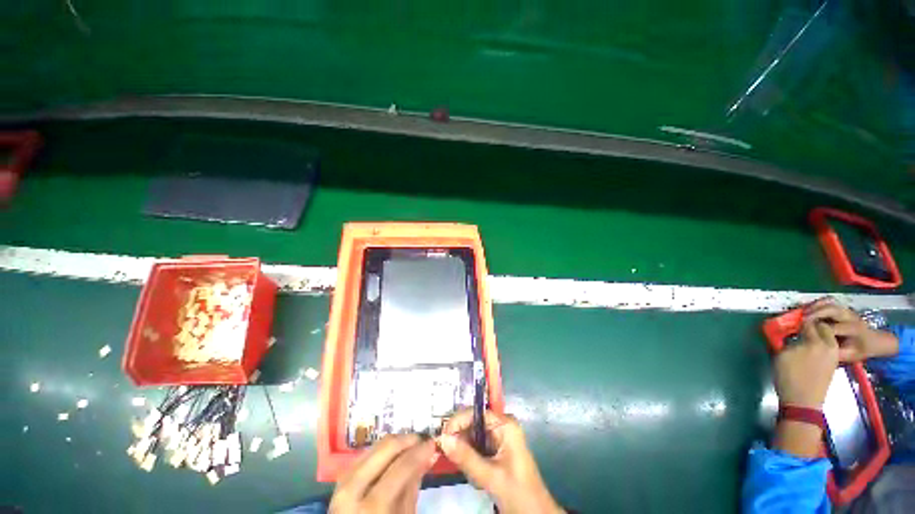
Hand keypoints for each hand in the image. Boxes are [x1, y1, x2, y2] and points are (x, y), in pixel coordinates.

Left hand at [330, 434, 436, 513]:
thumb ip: (413, 485)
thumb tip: (429, 454)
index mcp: (372, 507)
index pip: (402, 467)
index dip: (420, 451)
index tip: (433, 442)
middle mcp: (353, 489)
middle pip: (386, 449)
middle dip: (408, 440)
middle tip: (423, 440)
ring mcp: (342, 482)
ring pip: (375, 446)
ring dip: (396, 443)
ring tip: (411, 446)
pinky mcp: (340, 478)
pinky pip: (365, 454)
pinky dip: (382, 451)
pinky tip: (394, 454)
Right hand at [439, 409, 563, 513]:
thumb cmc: (517, 492)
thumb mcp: (490, 476)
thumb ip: (466, 457)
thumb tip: (443, 438)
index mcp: (505, 424)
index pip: (476, 413)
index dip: (458, 422)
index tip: (441, 437)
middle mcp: (502, 425)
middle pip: (473, 423)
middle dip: (459, 438)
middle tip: (444, 453)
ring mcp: (499, 437)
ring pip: (472, 436)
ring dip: (464, 451)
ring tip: (460, 466)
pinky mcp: (496, 449)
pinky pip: (476, 446)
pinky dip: (469, 457)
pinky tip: (471, 472)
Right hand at [771, 319, 838, 456]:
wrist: (803, 401)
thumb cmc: (789, 377)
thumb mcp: (782, 356)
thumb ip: (788, 341)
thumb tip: (789, 335)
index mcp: (814, 342)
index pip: (808, 322)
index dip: (799, 319)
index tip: (791, 320)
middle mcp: (828, 345)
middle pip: (822, 327)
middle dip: (812, 324)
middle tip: (800, 326)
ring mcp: (833, 354)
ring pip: (828, 336)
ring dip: (818, 333)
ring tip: (805, 336)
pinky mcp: (833, 362)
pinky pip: (829, 345)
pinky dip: (822, 342)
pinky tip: (811, 347)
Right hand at [805, 298, 898, 361]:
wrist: (874, 341)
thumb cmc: (861, 350)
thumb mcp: (851, 355)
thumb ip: (835, 352)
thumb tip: (818, 347)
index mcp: (855, 329)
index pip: (834, 328)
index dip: (819, 330)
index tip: (806, 333)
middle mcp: (851, 317)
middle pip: (831, 310)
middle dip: (815, 314)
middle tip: (802, 320)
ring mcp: (846, 310)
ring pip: (829, 303)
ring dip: (814, 306)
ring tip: (803, 312)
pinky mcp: (842, 308)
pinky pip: (828, 301)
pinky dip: (817, 302)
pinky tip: (809, 308)